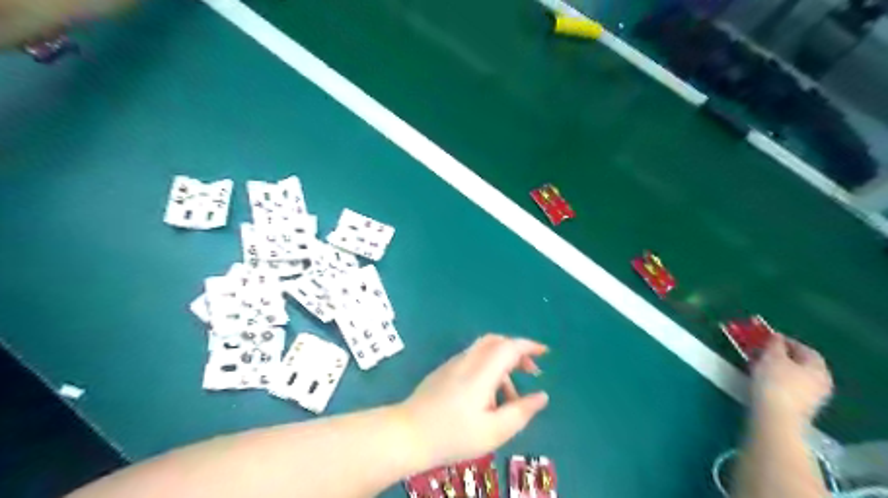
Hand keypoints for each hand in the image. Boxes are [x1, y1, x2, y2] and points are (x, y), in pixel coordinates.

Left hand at [398, 335, 549, 466]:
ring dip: (503, 363)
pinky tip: (488, 396)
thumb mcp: (494, 431)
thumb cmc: (453, 435)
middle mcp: (468, 360)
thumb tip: (542, 396)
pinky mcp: (444, 371)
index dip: (529, 346)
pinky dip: (489, 368)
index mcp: (482, 371)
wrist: (407, 433)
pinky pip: (473, 360)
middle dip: (517, 351)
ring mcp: (453, 364)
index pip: (510, 346)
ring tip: (511, 397)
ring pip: (484, 350)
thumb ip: (521, 411)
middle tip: (532, 371)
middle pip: (496, 341)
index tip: (545, 353)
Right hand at [747, 335, 832, 422]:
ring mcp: (812, 398)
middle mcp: (821, 383)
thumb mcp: (772, 357)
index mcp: (819, 368)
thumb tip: (777, 337)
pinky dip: (777, 381)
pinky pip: (789, 388)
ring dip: (778, 369)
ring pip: (794, 377)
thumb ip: (774, 344)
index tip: (767, 338)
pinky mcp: (800, 408)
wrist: (775, 417)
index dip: (786, 341)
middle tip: (762, 351)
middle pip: (801, 364)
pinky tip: (762, 380)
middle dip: (782, 356)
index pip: (805, 349)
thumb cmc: (775, 382)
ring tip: (758, 364)